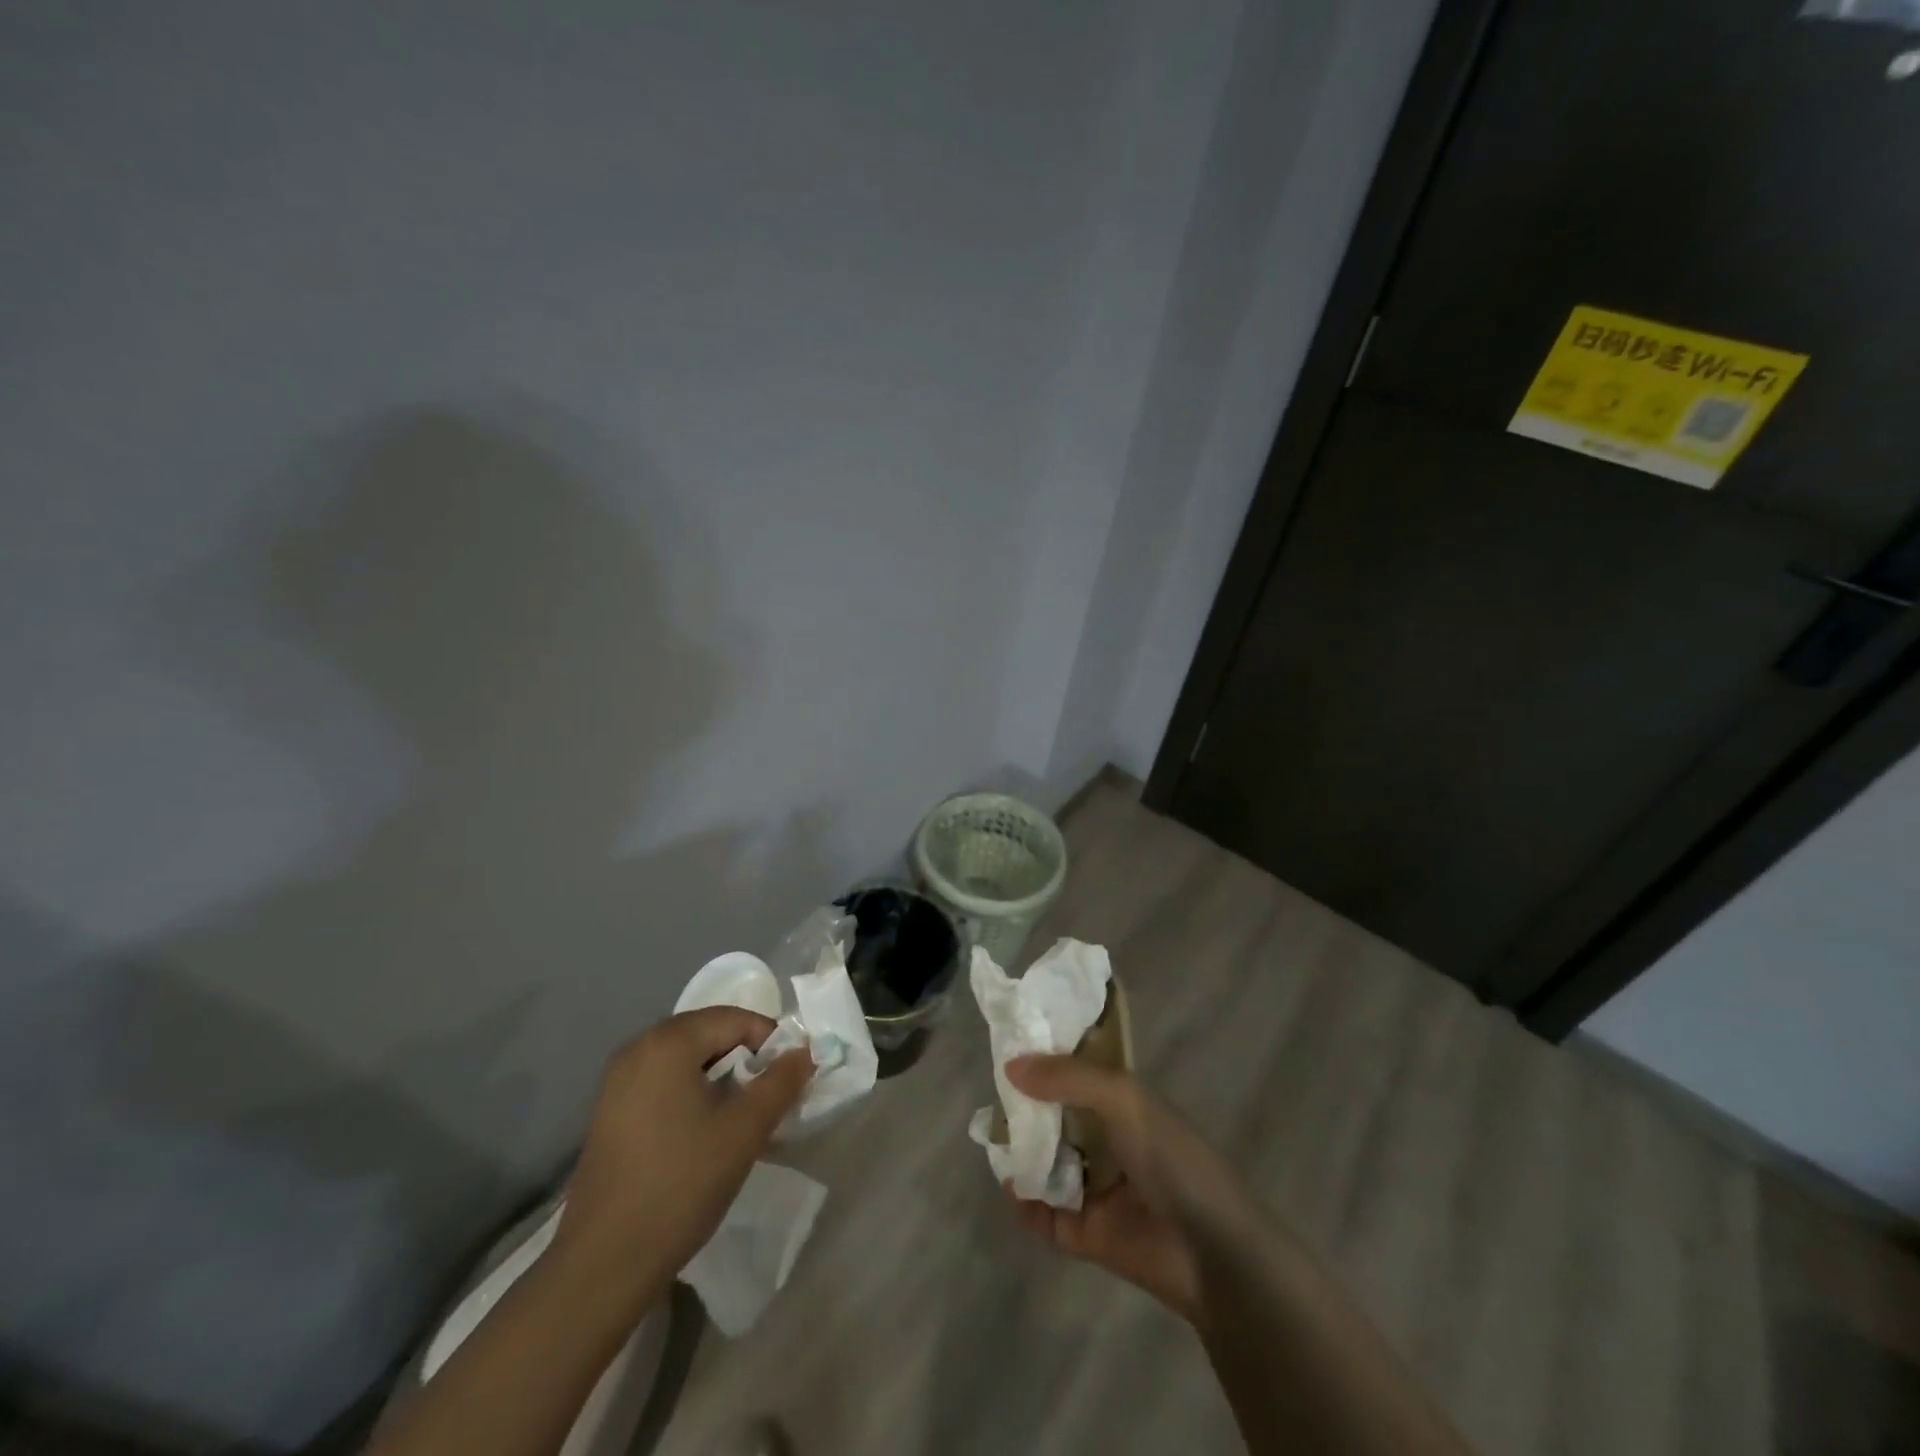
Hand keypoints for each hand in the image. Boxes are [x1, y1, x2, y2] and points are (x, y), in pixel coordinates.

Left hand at [552, 1007, 812, 1303]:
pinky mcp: (610, 1113)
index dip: (771, 1042)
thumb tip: (804, 1052)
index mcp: (668, 1042)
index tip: (790, 1079)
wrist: (603, 1264)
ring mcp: (618, 1082)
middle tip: (771, 1098)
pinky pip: (664, 1084)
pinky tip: (707, 1134)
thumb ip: (781, 1082)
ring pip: (687, 1061)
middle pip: (709, 1035)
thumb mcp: (745, 1130)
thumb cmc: (681, 1184)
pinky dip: (694, 1095)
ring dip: (722, 1080)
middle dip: (747, 1060)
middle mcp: (638, 1048)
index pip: (735, 1019)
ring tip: (744, 1119)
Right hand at [1003, 1055, 1257, 1329]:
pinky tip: (1011, 1188)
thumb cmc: (1172, 1159)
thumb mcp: (1124, 1100)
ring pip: (1047, 1163)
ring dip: (1021, 1153)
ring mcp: (1096, 1187)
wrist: (1213, 1253)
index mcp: (1122, 1103)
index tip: (1009, 1049)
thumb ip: (1068, 1078)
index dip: (1046, 1061)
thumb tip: (1011, 1066)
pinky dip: (1025, 1203)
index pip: (1077, 1073)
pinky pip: (1045, 1215)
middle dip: (1026, 1109)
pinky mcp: (1086, 1233)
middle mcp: (1107, 1140)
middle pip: (1056, 1117)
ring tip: (993, 1141)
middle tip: (992, 1099)